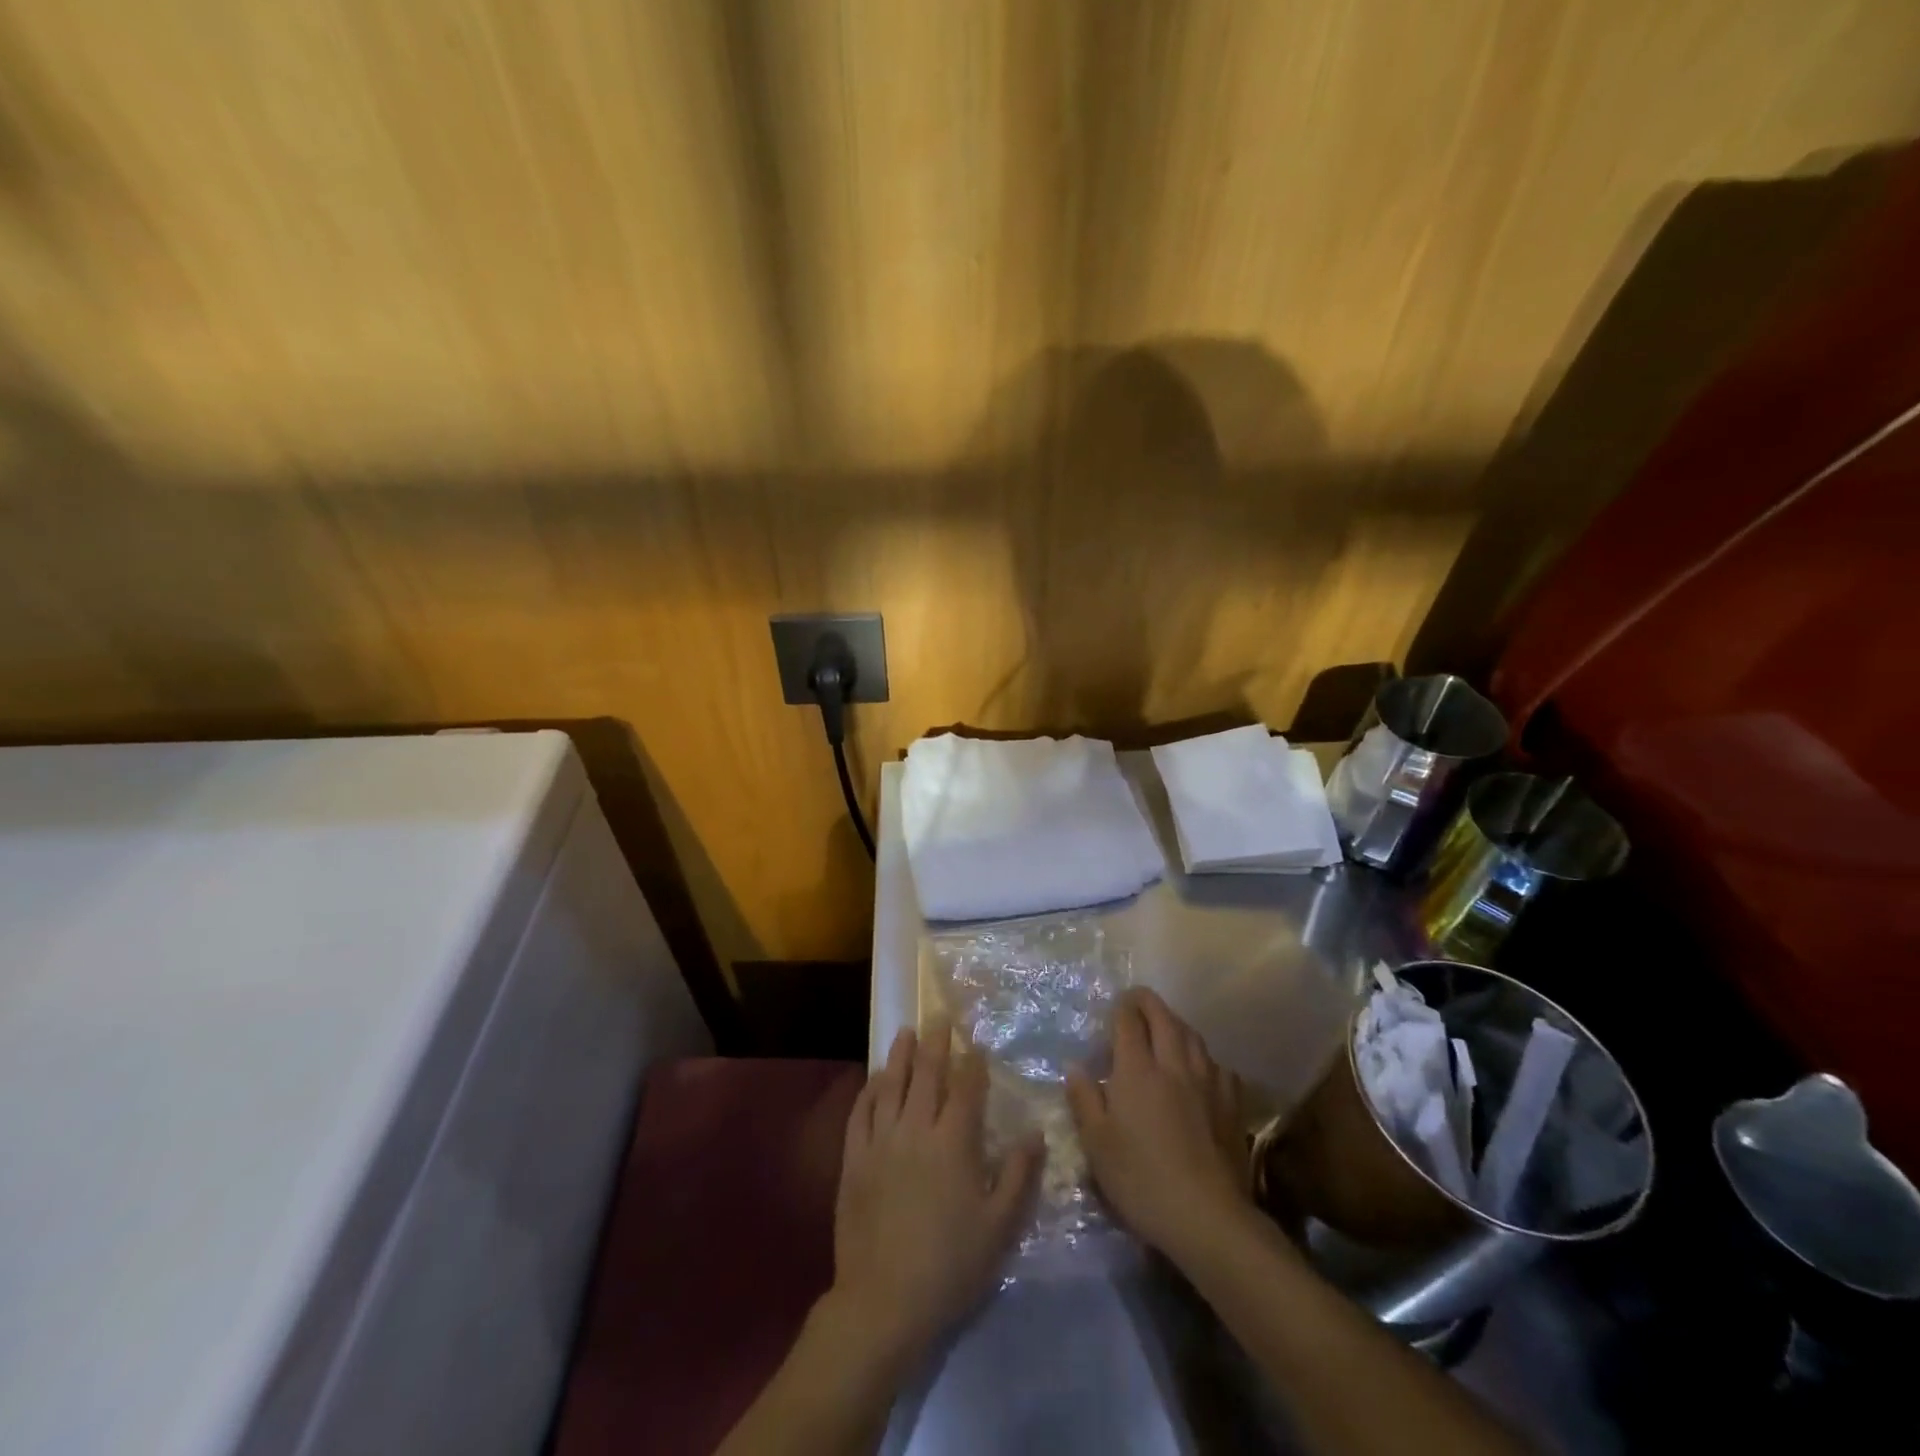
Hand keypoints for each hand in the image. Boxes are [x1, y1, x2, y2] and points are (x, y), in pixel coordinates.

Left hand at [831, 1023, 1042, 1364]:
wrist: (883, 1301)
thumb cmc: (950, 1266)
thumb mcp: (999, 1228)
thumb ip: (1019, 1176)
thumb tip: (1035, 1132)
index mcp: (953, 1143)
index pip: (965, 1089)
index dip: (972, 1063)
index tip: (976, 1044)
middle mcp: (915, 1130)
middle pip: (927, 1075)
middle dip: (936, 1044)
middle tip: (939, 1018)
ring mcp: (880, 1142)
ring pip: (891, 1086)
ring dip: (900, 1056)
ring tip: (906, 1033)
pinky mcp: (853, 1160)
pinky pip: (859, 1114)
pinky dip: (868, 1091)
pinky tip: (874, 1080)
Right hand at [1066, 988, 1250, 1263]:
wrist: (1207, 1217)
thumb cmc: (1141, 1180)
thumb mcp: (1097, 1144)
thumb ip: (1084, 1099)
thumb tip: (1075, 1066)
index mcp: (1137, 1070)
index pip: (1129, 1021)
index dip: (1121, 1007)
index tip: (1115, 1004)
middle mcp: (1174, 1065)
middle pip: (1164, 1018)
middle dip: (1149, 1003)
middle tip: (1137, 1000)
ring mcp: (1207, 1083)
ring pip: (1194, 1037)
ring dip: (1177, 1024)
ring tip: (1167, 1026)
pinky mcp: (1231, 1106)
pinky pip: (1218, 1066)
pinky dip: (1205, 1058)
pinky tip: (1202, 1069)